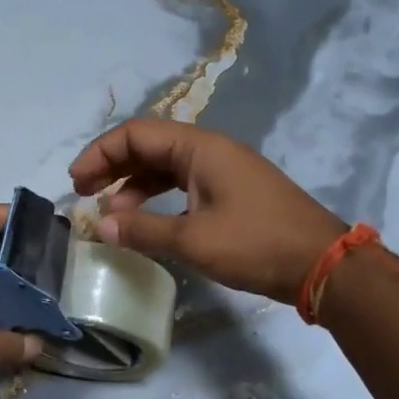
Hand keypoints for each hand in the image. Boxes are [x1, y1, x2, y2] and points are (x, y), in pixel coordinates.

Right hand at [69, 119, 345, 303]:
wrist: (322, 264)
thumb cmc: (256, 244)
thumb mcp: (194, 240)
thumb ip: (143, 230)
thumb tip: (100, 227)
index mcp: (200, 148)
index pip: (136, 134)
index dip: (100, 154)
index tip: (76, 182)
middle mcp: (210, 150)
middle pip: (149, 146)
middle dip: (112, 167)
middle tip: (84, 194)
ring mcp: (223, 170)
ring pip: (166, 167)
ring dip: (134, 186)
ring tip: (111, 216)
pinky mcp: (232, 192)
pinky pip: (183, 184)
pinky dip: (158, 198)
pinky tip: (146, 222)